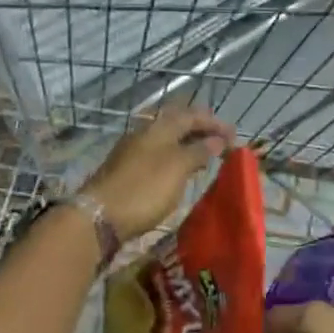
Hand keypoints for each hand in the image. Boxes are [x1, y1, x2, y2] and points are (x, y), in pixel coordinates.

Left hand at [80, 103, 234, 241]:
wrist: (99, 216)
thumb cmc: (144, 189)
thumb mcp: (177, 168)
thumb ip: (198, 151)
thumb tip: (215, 140)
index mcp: (158, 128)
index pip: (191, 115)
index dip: (213, 122)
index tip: (234, 134)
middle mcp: (144, 133)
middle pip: (175, 123)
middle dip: (199, 128)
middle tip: (219, 139)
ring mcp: (132, 152)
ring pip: (165, 139)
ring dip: (186, 143)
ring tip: (205, 155)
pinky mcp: (125, 170)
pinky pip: (157, 155)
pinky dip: (174, 157)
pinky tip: (180, 170)